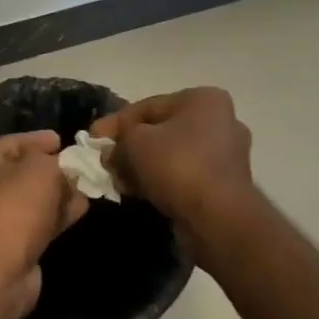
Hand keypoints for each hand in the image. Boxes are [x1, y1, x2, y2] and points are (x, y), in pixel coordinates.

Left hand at [0, 131, 88, 317]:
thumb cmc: (15, 204)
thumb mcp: (42, 168)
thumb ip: (57, 161)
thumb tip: (65, 167)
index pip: (16, 141)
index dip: (42, 140)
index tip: (66, 140)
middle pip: (24, 171)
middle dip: (54, 169)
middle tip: (83, 166)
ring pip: (33, 198)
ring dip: (59, 193)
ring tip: (89, 187)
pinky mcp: (10, 243)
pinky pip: (38, 221)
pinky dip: (57, 215)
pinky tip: (81, 209)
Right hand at [91, 87, 254, 233]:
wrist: (217, 218)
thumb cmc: (177, 165)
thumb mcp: (135, 143)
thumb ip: (118, 140)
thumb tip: (110, 151)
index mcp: (203, 99)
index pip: (147, 106)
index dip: (115, 123)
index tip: (92, 139)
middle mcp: (220, 121)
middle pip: (160, 130)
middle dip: (129, 146)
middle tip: (105, 162)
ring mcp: (226, 154)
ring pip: (171, 154)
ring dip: (142, 166)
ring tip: (119, 181)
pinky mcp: (225, 184)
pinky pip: (183, 174)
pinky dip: (160, 181)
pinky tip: (138, 193)